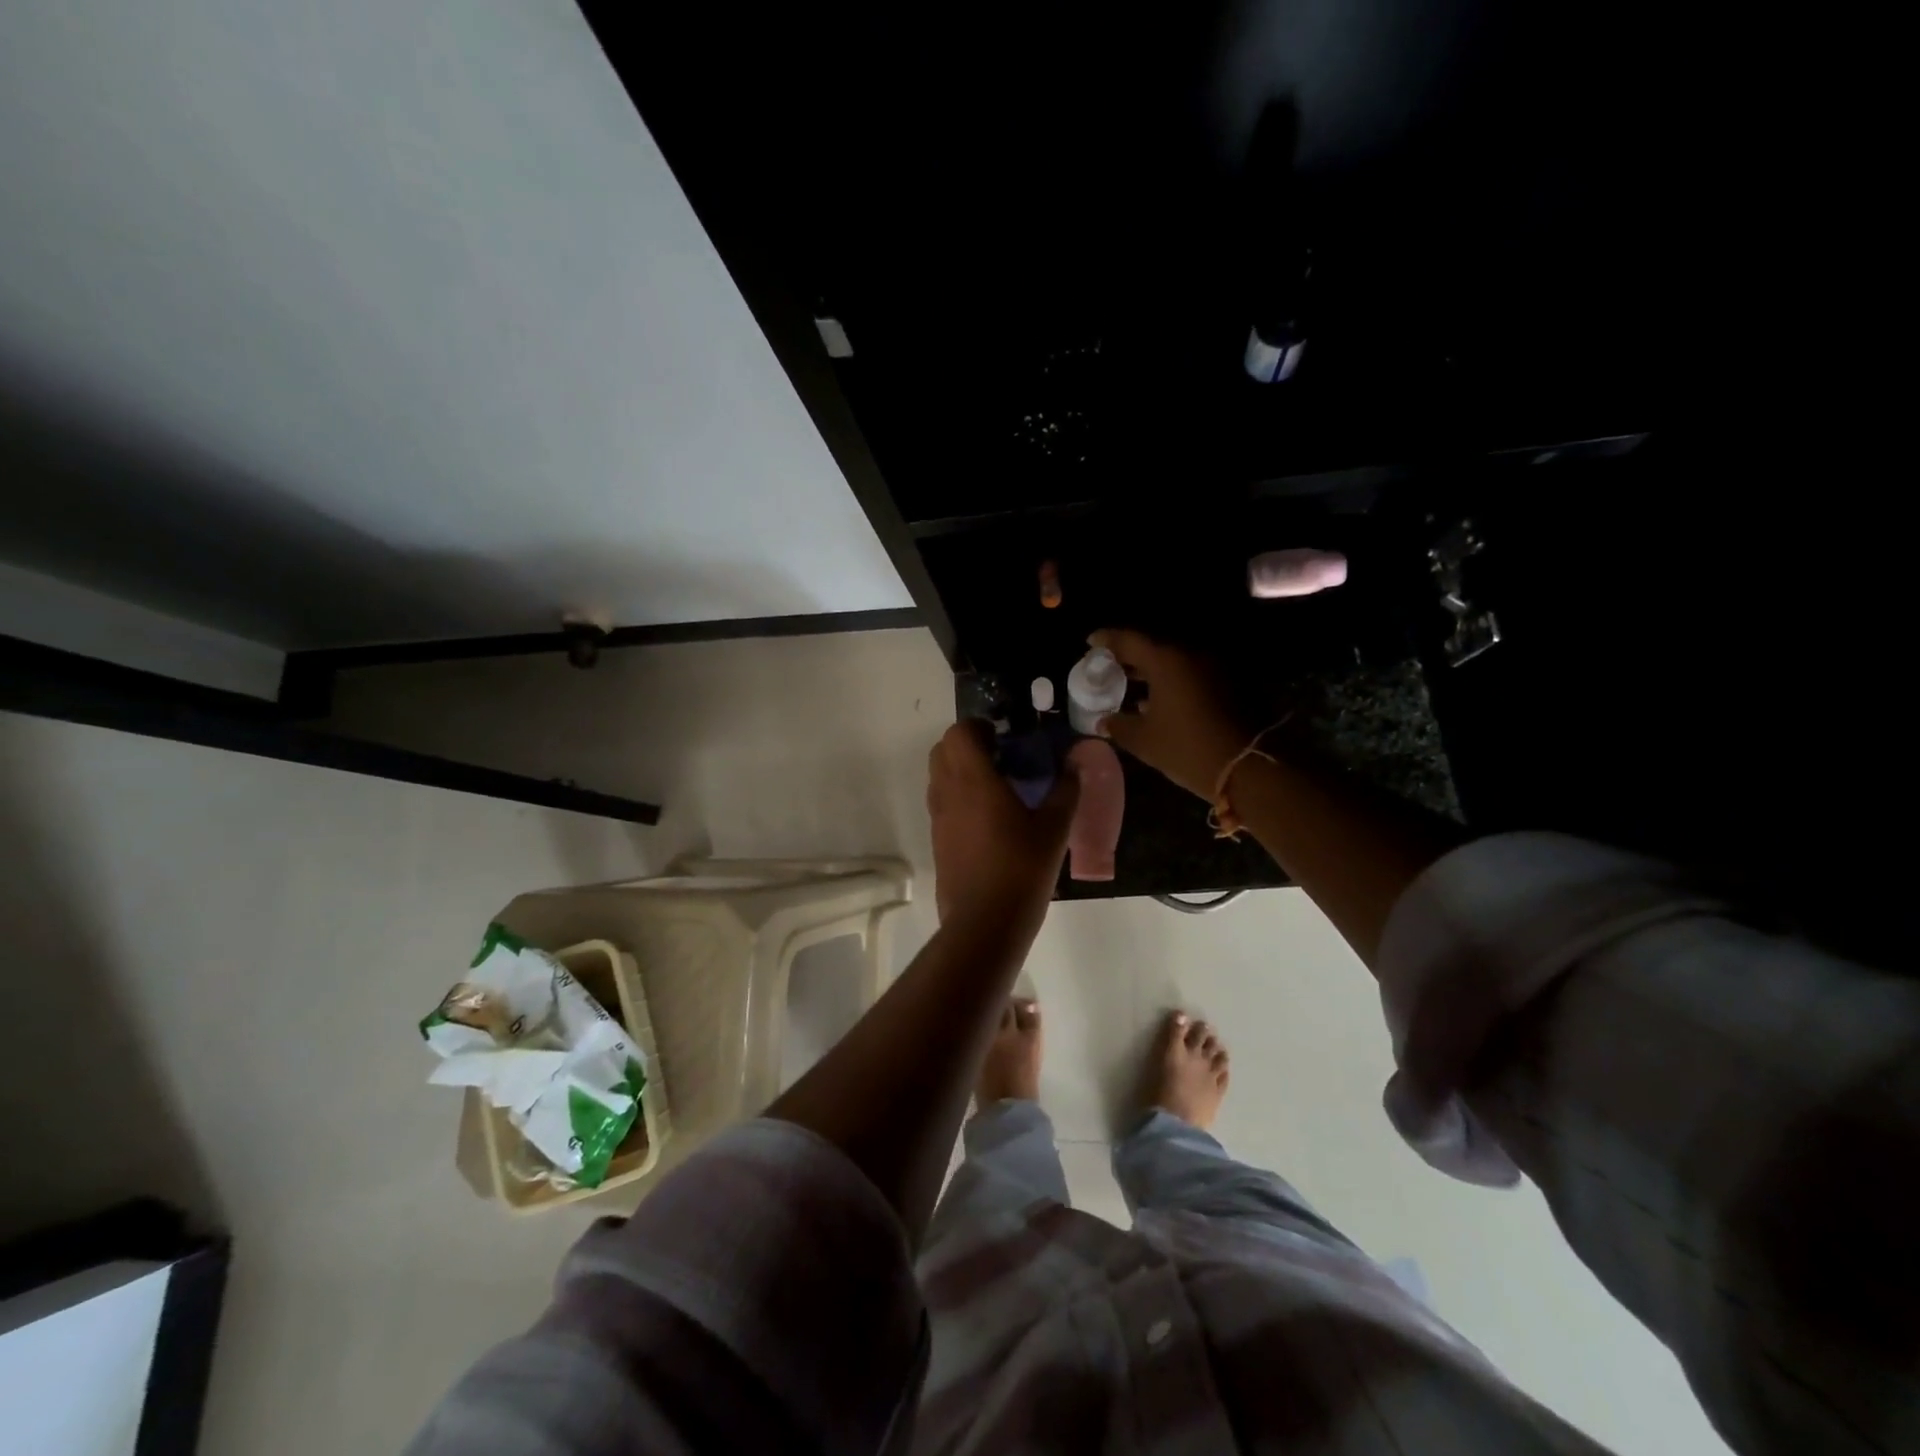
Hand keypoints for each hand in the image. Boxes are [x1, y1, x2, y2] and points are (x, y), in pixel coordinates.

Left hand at [927, 721, 1078, 924]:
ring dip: (961, 770)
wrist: (984, 922)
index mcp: (973, 780)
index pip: (959, 732)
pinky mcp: (937, 840)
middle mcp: (948, 792)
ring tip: (997, 787)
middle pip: (943, 750)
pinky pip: (941, 802)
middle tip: (1001, 758)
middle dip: (968, 745)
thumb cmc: (1022, 869)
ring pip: (939, 776)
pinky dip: (958, 796)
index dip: (978, 727)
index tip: (1004, 737)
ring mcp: (938, 817)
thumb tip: (1075, 763)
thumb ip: (1065, 789)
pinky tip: (989, 819)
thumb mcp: (1055, 828)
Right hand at [1087, 629, 1249, 801]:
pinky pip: (1191, 673)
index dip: (1106, 639)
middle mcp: (1191, 654)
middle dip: (1129, 656)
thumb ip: (1118, 725)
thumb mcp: (1144, 740)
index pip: (1128, 640)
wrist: (1246, 767)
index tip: (1090, 642)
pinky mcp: (1228, 683)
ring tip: (1131, 683)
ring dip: (1152, 669)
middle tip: (1109, 666)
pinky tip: (1159, 699)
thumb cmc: (1186, 748)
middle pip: (1153, 647)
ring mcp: (1213, 667)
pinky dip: (1172, 680)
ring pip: (1174, 660)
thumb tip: (1104, 721)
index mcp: (1166, 660)